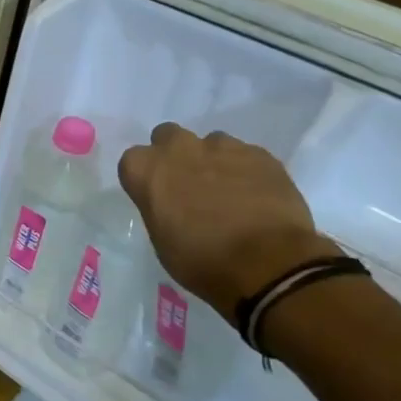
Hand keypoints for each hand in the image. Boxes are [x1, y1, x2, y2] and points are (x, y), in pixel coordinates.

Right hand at [118, 124, 331, 321]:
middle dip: (174, 154)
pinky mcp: (260, 155)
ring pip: (210, 143)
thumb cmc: (202, 261)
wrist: (268, 264)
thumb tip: (170, 204)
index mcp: (147, 171)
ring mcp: (222, 147)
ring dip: (212, 161)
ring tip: (228, 192)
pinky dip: (245, 170)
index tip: (154, 195)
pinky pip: (245, 154)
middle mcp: (179, 149)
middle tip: (187, 184)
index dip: (144, 178)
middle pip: (167, 136)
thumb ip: (159, 208)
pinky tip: (255, 196)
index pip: (132, 161)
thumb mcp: (161, 241)